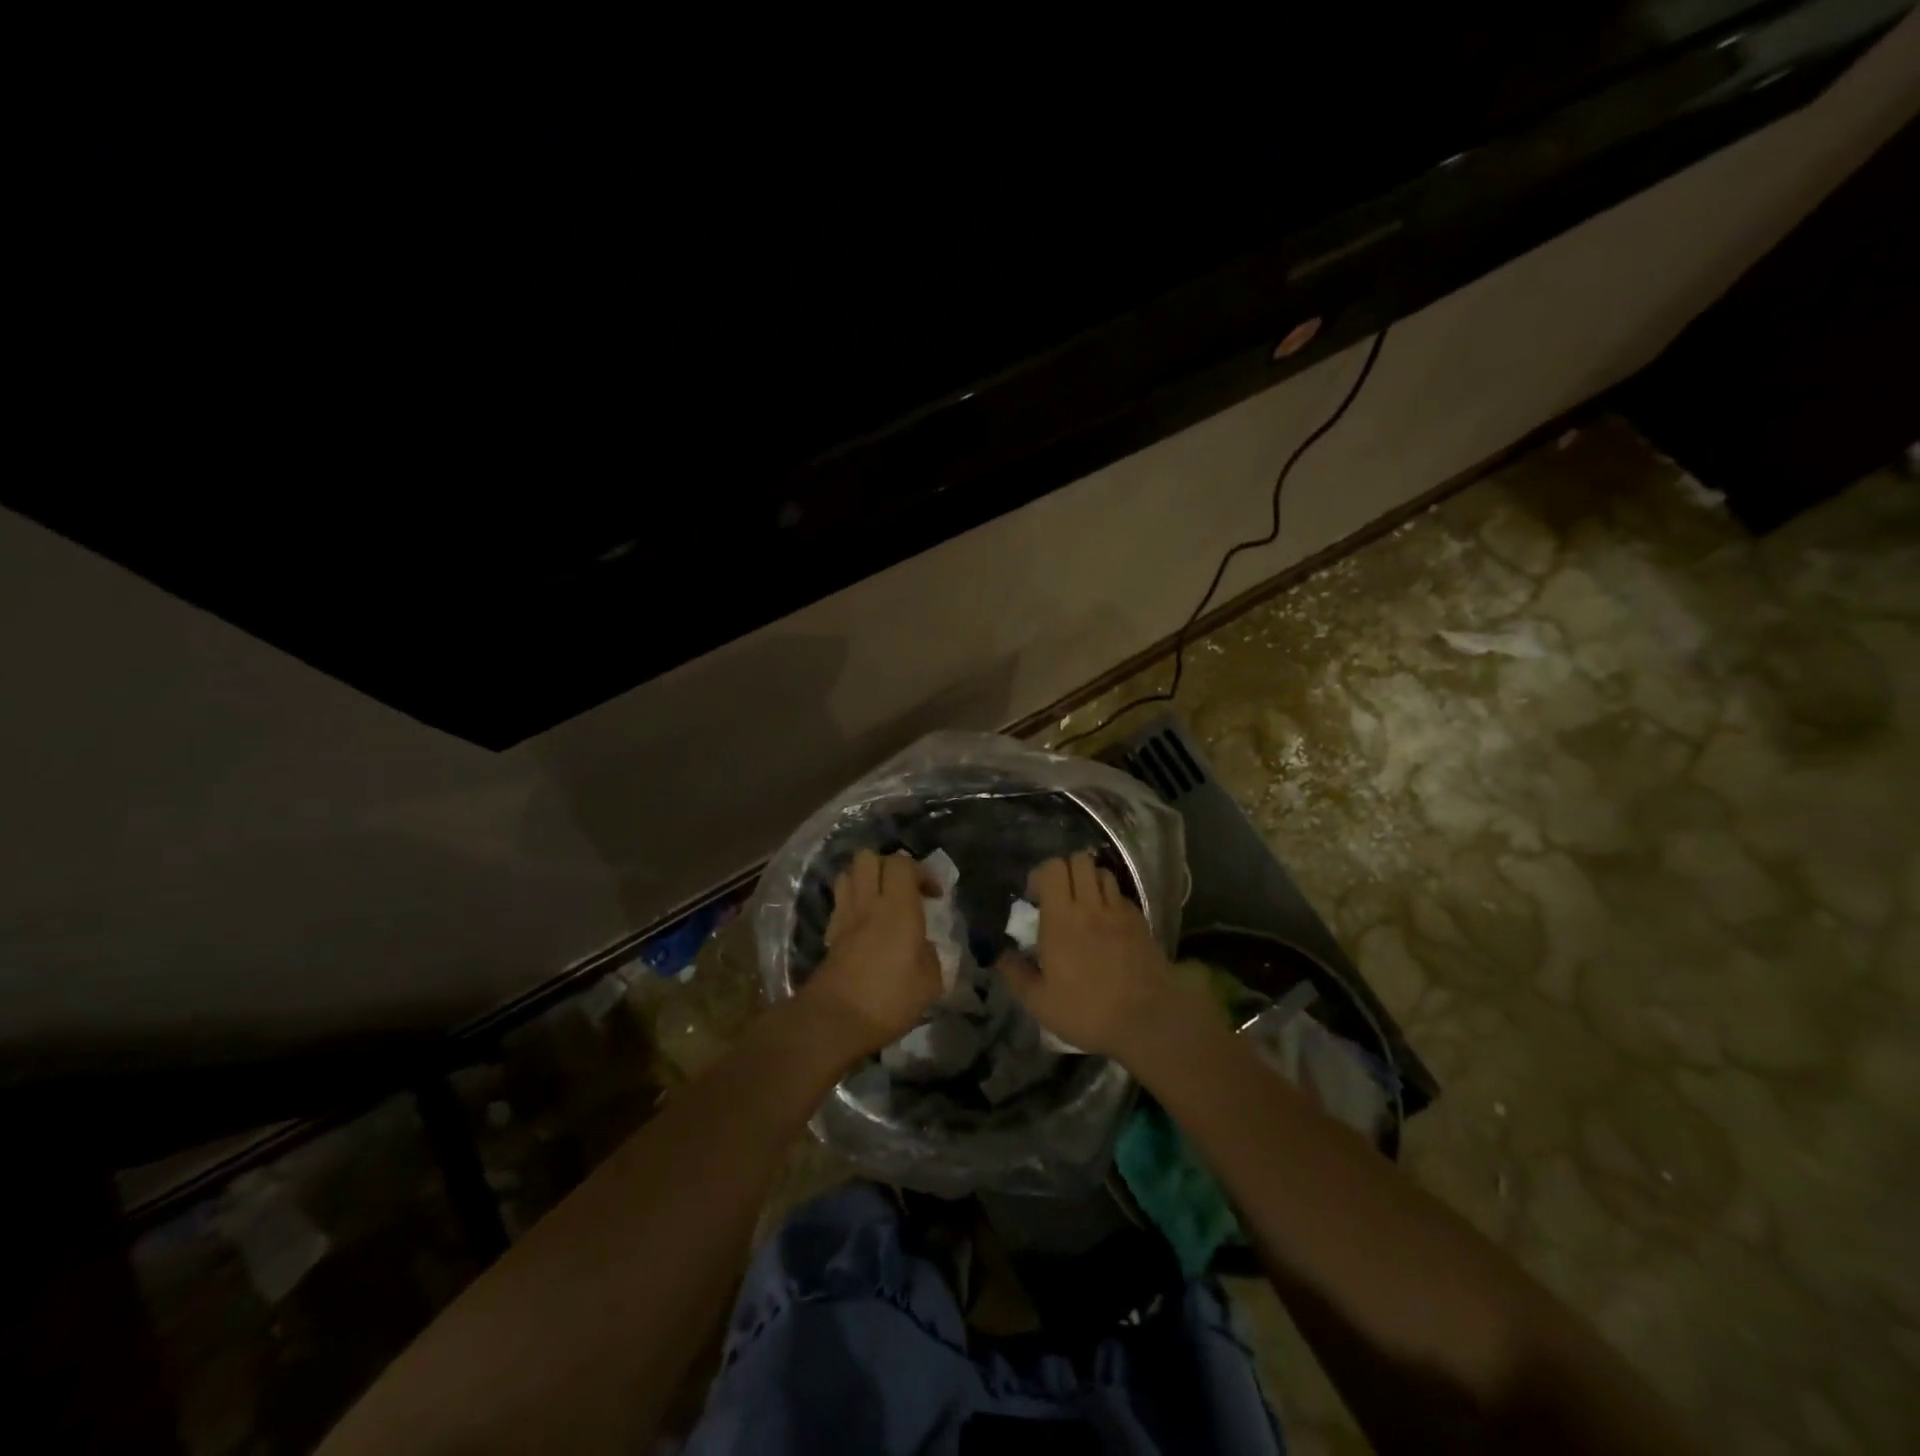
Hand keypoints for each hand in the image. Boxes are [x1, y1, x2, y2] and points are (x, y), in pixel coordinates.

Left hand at [803, 849, 942, 1059]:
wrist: (834, 1020)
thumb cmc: (889, 999)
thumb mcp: (929, 983)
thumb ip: (931, 956)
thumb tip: (923, 946)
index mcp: (898, 907)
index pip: (902, 863)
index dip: (920, 871)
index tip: (933, 896)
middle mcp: (868, 903)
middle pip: (868, 857)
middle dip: (888, 866)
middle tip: (904, 890)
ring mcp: (844, 916)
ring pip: (848, 875)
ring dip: (866, 880)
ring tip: (882, 903)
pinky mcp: (829, 935)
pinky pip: (840, 903)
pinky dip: (852, 905)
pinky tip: (864, 927)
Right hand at [999, 851, 1185, 1060]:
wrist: (1148, 1020)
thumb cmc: (1087, 1011)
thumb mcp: (1040, 1003)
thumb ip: (1017, 975)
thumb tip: (1002, 955)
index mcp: (1060, 919)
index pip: (1052, 869)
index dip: (1040, 875)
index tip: (1034, 899)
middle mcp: (1090, 906)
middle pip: (1079, 860)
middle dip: (1065, 870)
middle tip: (1058, 897)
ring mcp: (1118, 911)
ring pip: (1102, 872)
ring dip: (1089, 881)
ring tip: (1083, 905)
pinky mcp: (1140, 921)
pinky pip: (1121, 895)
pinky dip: (1110, 900)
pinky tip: (1107, 923)